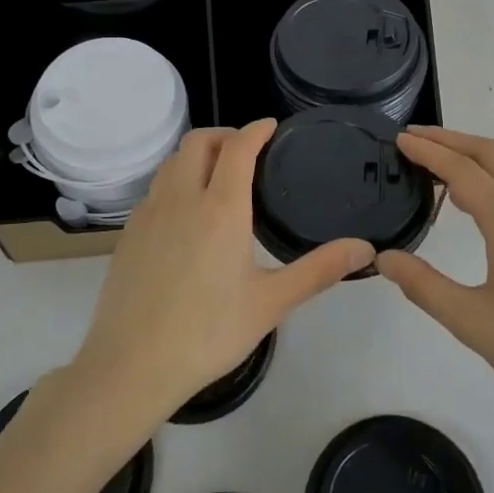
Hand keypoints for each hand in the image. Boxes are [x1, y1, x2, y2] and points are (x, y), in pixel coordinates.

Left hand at [71, 119, 372, 426]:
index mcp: (220, 208)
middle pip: (198, 142)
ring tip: (217, 176)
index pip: (238, 147)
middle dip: (224, 135)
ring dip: (196, 156)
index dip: (256, 129)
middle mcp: (181, 198)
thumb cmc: (208, 332)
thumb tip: (365, 248)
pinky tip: (187, 215)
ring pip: (171, 163)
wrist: (131, 365)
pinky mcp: (128, 234)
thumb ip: (318, 270)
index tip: (271, 127)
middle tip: (247, 151)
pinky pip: (155, 190)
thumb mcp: (271, 303)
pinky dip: (176, 182)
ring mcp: (148, 214)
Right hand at [375, 127, 493, 439]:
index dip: (427, 151)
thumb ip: (423, 285)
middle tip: (412, 139)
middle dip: (449, 140)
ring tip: (433, 166)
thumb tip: (384, 258)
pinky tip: (471, 203)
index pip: (462, 170)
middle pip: (489, 154)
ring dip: (470, 158)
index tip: (398, 139)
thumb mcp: (471, 322)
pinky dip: (489, 179)